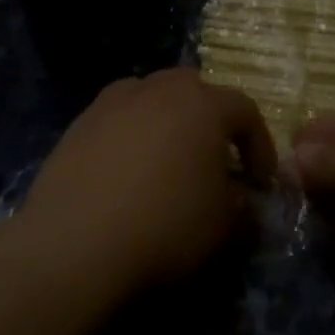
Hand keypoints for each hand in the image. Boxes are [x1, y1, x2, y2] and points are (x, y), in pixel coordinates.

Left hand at [20, 69, 276, 296]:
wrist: (75, 244)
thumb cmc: (165, 226)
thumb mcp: (225, 226)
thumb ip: (244, 207)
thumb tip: (243, 201)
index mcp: (203, 104)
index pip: (245, 111)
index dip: (259, 145)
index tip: (260, 182)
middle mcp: (158, 89)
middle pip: (194, 89)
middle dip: (210, 119)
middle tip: (213, 158)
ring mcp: (113, 103)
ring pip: (151, 97)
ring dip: (166, 120)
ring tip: (167, 159)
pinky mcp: (78, 124)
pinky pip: (116, 119)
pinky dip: (130, 136)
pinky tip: (126, 172)